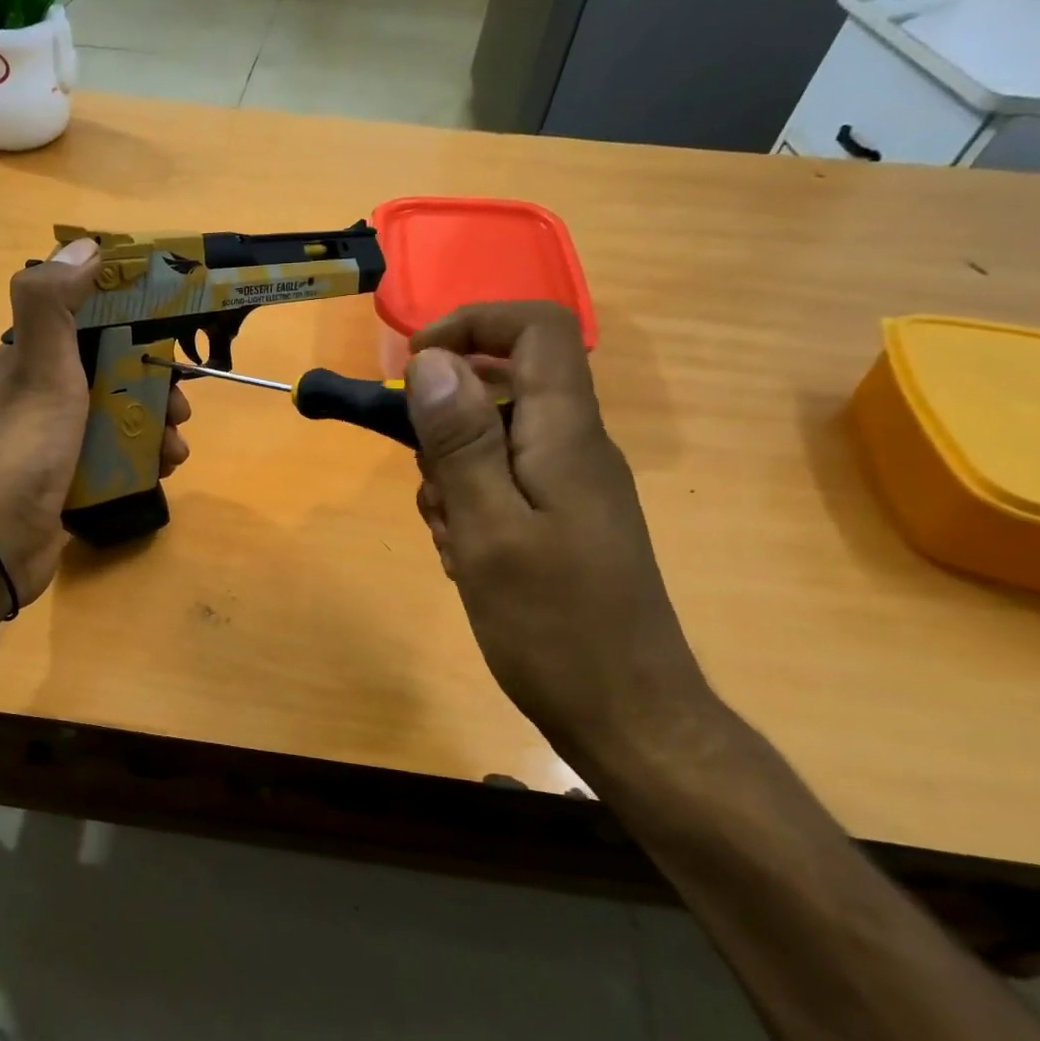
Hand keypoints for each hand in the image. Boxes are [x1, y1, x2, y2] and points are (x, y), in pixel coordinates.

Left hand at [0, 239, 190, 606]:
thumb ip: (53, 301)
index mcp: (33, 356)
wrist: (0, 541)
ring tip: (176, 446)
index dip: (134, 317)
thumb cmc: (26, 446)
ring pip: (123, 413)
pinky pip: (119, 452)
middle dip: (156, 382)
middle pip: (115, 368)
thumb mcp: (40, 366)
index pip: (89, 317)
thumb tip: (86, 245)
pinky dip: (146, 456)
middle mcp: (45, 390)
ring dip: (158, 423)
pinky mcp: (73, 473)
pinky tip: (165, 469)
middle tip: (182, 406)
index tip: (173, 330)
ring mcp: (60, 435)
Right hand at [404, 302, 703, 747]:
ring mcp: (570, 488)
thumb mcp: (489, 529)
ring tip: (450, 537)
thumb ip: (460, 441)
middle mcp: (575, 448)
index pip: (536, 330)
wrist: (625, 716)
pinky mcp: (561, 523)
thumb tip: (433, 360)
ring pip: (492, 442)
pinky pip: (503, 486)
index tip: (414, 366)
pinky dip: (470, 507)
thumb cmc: (553, 625)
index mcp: (566, 435)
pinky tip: (465, 559)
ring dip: (452, 476)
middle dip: (445, 425)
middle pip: (502, 388)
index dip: (473, 324)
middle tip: (432, 488)